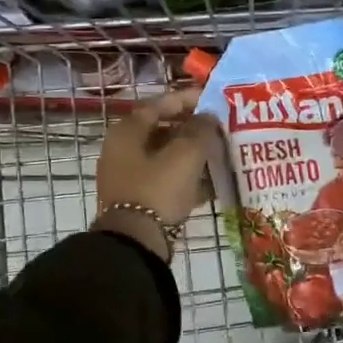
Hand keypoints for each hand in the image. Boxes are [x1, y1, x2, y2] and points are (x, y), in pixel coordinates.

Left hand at [93, 89, 219, 259]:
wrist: (135, 243)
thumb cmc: (158, 189)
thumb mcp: (185, 155)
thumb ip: (200, 130)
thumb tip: (208, 116)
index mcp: (127, 131)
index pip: (159, 104)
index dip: (187, 99)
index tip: (212, 99)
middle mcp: (122, 150)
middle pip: (162, 131)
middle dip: (192, 129)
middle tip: (219, 128)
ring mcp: (127, 176)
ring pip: (165, 157)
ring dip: (192, 155)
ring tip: (220, 154)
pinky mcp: (137, 200)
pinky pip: (165, 180)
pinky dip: (186, 178)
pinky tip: (212, 184)